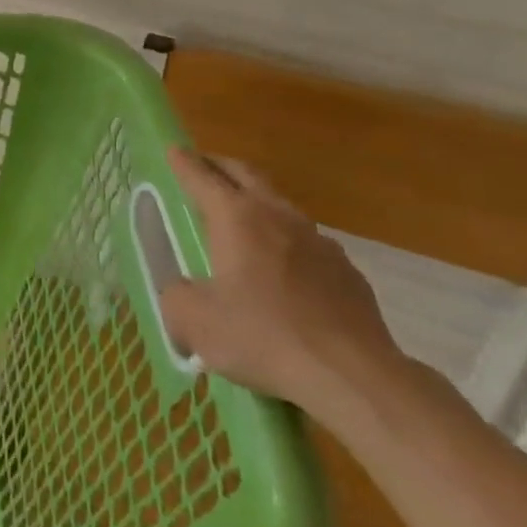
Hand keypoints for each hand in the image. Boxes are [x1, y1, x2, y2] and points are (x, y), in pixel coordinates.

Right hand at [158, 147, 405, 419]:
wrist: (353, 377)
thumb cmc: (262, 337)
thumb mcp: (193, 320)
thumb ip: (176, 295)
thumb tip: (183, 290)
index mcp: (237, 218)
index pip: (202, 177)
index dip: (183, 162)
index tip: (172, 148)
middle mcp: (278, 217)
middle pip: (246, 175)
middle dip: (220, 166)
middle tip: (202, 167)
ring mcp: (319, 243)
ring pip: (280, 206)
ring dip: (256, 201)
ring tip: (240, 217)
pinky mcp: (347, 273)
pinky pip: (306, 243)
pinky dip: (284, 241)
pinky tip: (280, 269)